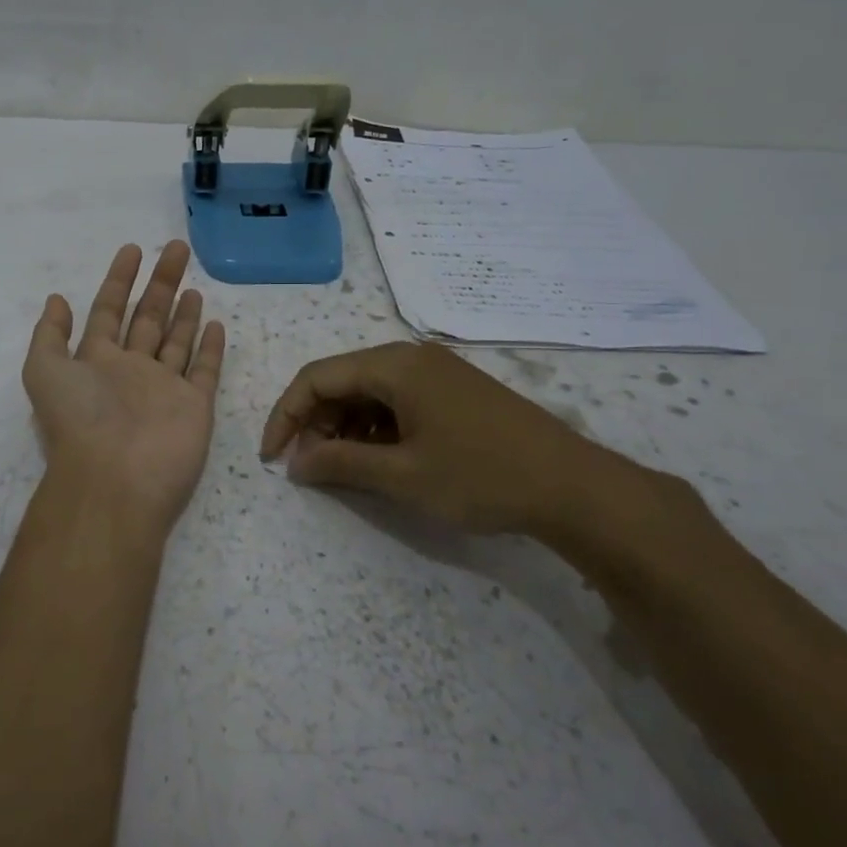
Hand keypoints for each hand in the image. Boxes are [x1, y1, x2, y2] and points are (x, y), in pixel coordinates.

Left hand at [24, 241, 226, 528]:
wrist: (116, 480)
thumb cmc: (80, 421)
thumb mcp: (44, 371)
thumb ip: (51, 334)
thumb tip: (56, 299)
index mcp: (96, 361)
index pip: (108, 311)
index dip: (118, 280)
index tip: (133, 250)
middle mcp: (131, 371)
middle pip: (147, 317)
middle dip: (160, 283)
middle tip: (176, 249)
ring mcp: (164, 388)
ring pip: (176, 341)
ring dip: (183, 314)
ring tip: (193, 286)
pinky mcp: (194, 406)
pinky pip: (204, 370)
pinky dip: (210, 348)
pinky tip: (216, 323)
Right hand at [259, 341, 642, 540]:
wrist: (574, 488)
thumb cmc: (481, 476)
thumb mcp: (401, 476)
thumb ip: (340, 464)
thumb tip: (295, 463)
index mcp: (395, 366)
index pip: (316, 378)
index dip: (286, 416)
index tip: (273, 458)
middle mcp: (412, 358)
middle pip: (342, 381)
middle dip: (316, 423)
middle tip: (311, 469)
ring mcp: (437, 373)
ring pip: (369, 393)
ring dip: (345, 428)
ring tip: (344, 469)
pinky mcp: (455, 392)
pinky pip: (397, 402)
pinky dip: (376, 428)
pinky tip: (381, 460)